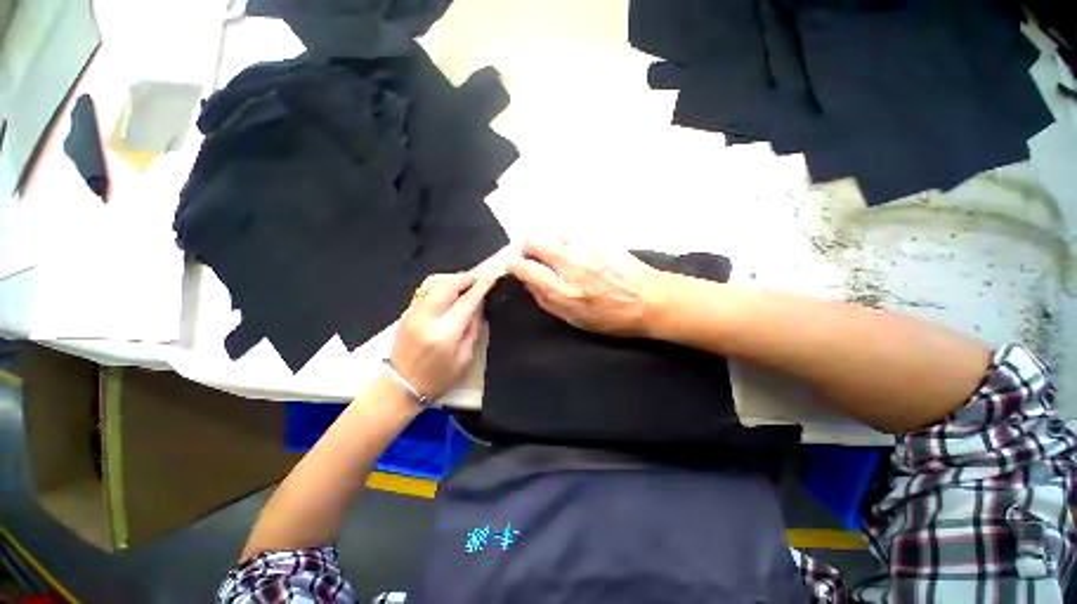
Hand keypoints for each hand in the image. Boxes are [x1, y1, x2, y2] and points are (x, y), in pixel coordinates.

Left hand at [390, 273, 496, 400]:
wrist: (401, 385)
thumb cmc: (438, 378)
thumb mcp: (465, 358)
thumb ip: (473, 329)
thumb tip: (480, 306)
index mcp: (444, 334)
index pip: (466, 302)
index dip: (481, 288)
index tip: (492, 278)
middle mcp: (426, 318)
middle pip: (447, 286)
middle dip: (466, 278)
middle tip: (480, 279)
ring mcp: (413, 313)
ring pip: (433, 282)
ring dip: (452, 278)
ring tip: (466, 282)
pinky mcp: (406, 312)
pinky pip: (424, 288)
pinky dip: (440, 283)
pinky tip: (449, 288)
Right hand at [507, 240, 668, 336]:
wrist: (651, 300)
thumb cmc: (613, 318)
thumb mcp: (575, 320)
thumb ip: (548, 301)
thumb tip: (530, 283)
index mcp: (564, 292)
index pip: (527, 268)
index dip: (515, 263)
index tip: (514, 263)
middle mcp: (571, 266)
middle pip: (535, 243)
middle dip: (529, 247)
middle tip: (533, 255)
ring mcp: (586, 249)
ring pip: (553, 233)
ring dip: (549, 241)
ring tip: (556, 252)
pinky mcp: (601, 239)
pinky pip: (573, 231)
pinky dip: (566, 238)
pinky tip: (574, 247)